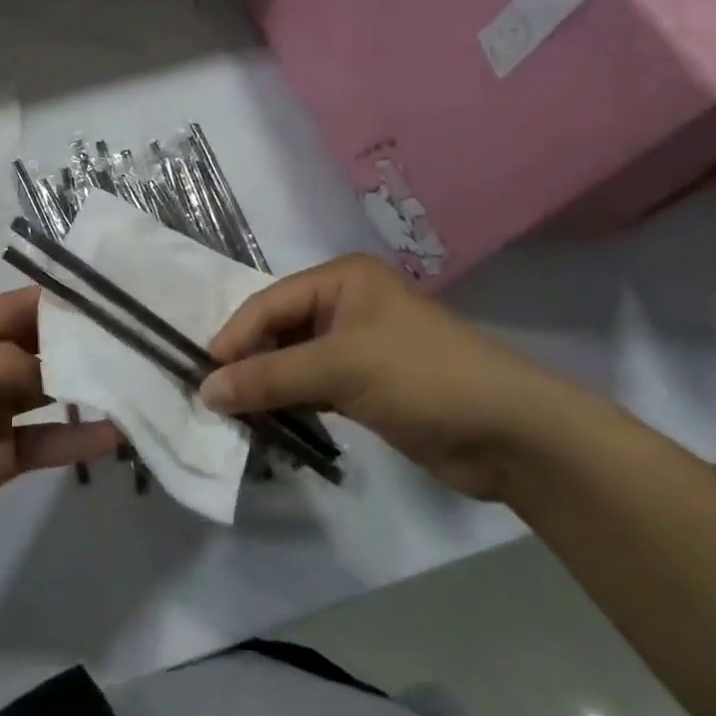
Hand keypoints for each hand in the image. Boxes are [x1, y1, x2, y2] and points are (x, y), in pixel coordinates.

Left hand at [0, 288, 120, 584]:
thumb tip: (60, 360)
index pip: (17, 308)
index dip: (63, 303)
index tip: (117, 303)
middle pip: (39, 348)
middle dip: (83, 346)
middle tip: (142, 345)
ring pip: (47, 393)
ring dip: (86, 391)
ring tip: (137, 385)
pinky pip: (43, 442)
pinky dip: (74, 439)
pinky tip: (112, 437)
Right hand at [201, 255, 598, 500]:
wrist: (512, 435)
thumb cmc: (422, 377)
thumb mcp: (340, 368)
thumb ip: (269, 377)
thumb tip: (205, 391)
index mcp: (341, 280)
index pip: (269, 303)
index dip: (234, 337)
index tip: (203, 374)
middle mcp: (345, 305)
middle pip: (277, 330)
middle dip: (248, 363)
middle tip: (215, 398)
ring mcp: (356, 347)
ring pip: (292, 361)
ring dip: (266, 387)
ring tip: (234, 416)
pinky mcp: (365, 386)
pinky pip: (312, 388)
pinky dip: (290, 404)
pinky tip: (268, 424)